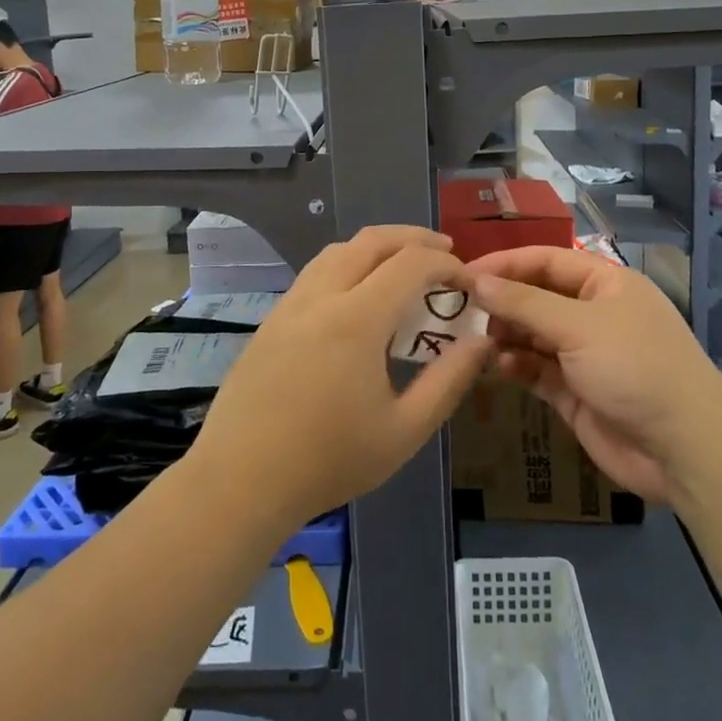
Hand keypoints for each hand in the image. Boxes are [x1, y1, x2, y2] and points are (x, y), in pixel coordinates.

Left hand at [186, 226, 491, 532]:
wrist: (240, 481)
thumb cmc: (329, 461)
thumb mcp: (405, 431)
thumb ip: (449, 381)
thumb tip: (481, 341)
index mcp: (357, 319)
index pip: (411, 264)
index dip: (446, 264)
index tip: (468, 282)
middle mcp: (321, 296)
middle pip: (372, 241)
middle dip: (415, 239)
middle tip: (445, 253)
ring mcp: (291, 303)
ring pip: (339, 250)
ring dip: (378, 247)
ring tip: (405, 267)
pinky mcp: (273, 318)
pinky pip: (317, 271)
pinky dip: (349, 263)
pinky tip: (360, 294)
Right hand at [468, 247, 721, 503]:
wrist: (683, 448)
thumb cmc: (634, 367)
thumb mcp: (578, 326)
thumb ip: (523, 303)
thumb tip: (477, 281)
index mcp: (605, 284)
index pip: (546, 261)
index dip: (505, 264)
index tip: (464, 274)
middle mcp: (594, 314)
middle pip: (536, 297)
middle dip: (502, 302)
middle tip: (461, 311)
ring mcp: (584, 354)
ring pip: (533, 335)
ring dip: (506, 335)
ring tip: (477, 340)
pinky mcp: (575, 391)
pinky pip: (537, 369)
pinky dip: (516, 365)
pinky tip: (498, 365)